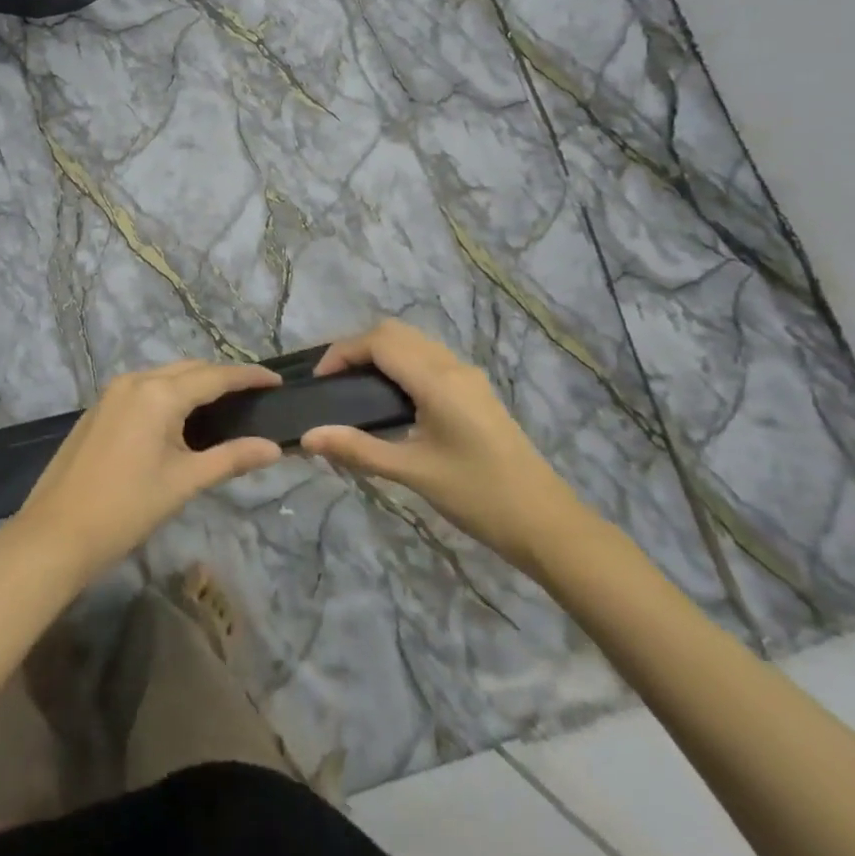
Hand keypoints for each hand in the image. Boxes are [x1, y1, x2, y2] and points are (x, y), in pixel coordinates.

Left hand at [9, 360, 284, 585]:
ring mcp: (112, 392)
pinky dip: (169, 393)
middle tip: (253, 395)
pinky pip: (144, 388)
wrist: (56, 533)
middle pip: (189, 369)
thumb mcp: (184, 482)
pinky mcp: (99, 408)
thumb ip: (231, 458)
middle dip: (222, 377)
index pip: (215, 376)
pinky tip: (180, 417)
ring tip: (223, 404)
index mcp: (159, 393)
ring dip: (194, 383)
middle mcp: (135, 380)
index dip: (248, 376)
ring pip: (164, 376)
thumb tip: (274, 448)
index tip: (276, 380)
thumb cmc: (126, 508)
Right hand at [302, 320, 593, 574]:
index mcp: (437, 379)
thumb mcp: (413, 473)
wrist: (546, 523)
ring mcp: (467, 376)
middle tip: (332, 382)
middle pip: (395, 332)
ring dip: (380, 352)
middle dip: (358, 347)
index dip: (342, 351)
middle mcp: (452, 366)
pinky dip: (400, 363)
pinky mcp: (474, 391)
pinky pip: (428, 359)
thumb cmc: (478, 496)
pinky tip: (390, 399)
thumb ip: (358, 449)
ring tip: (354, 388)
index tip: (318, 381)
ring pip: (414, 342)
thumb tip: (307, 437)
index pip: (379, 341)